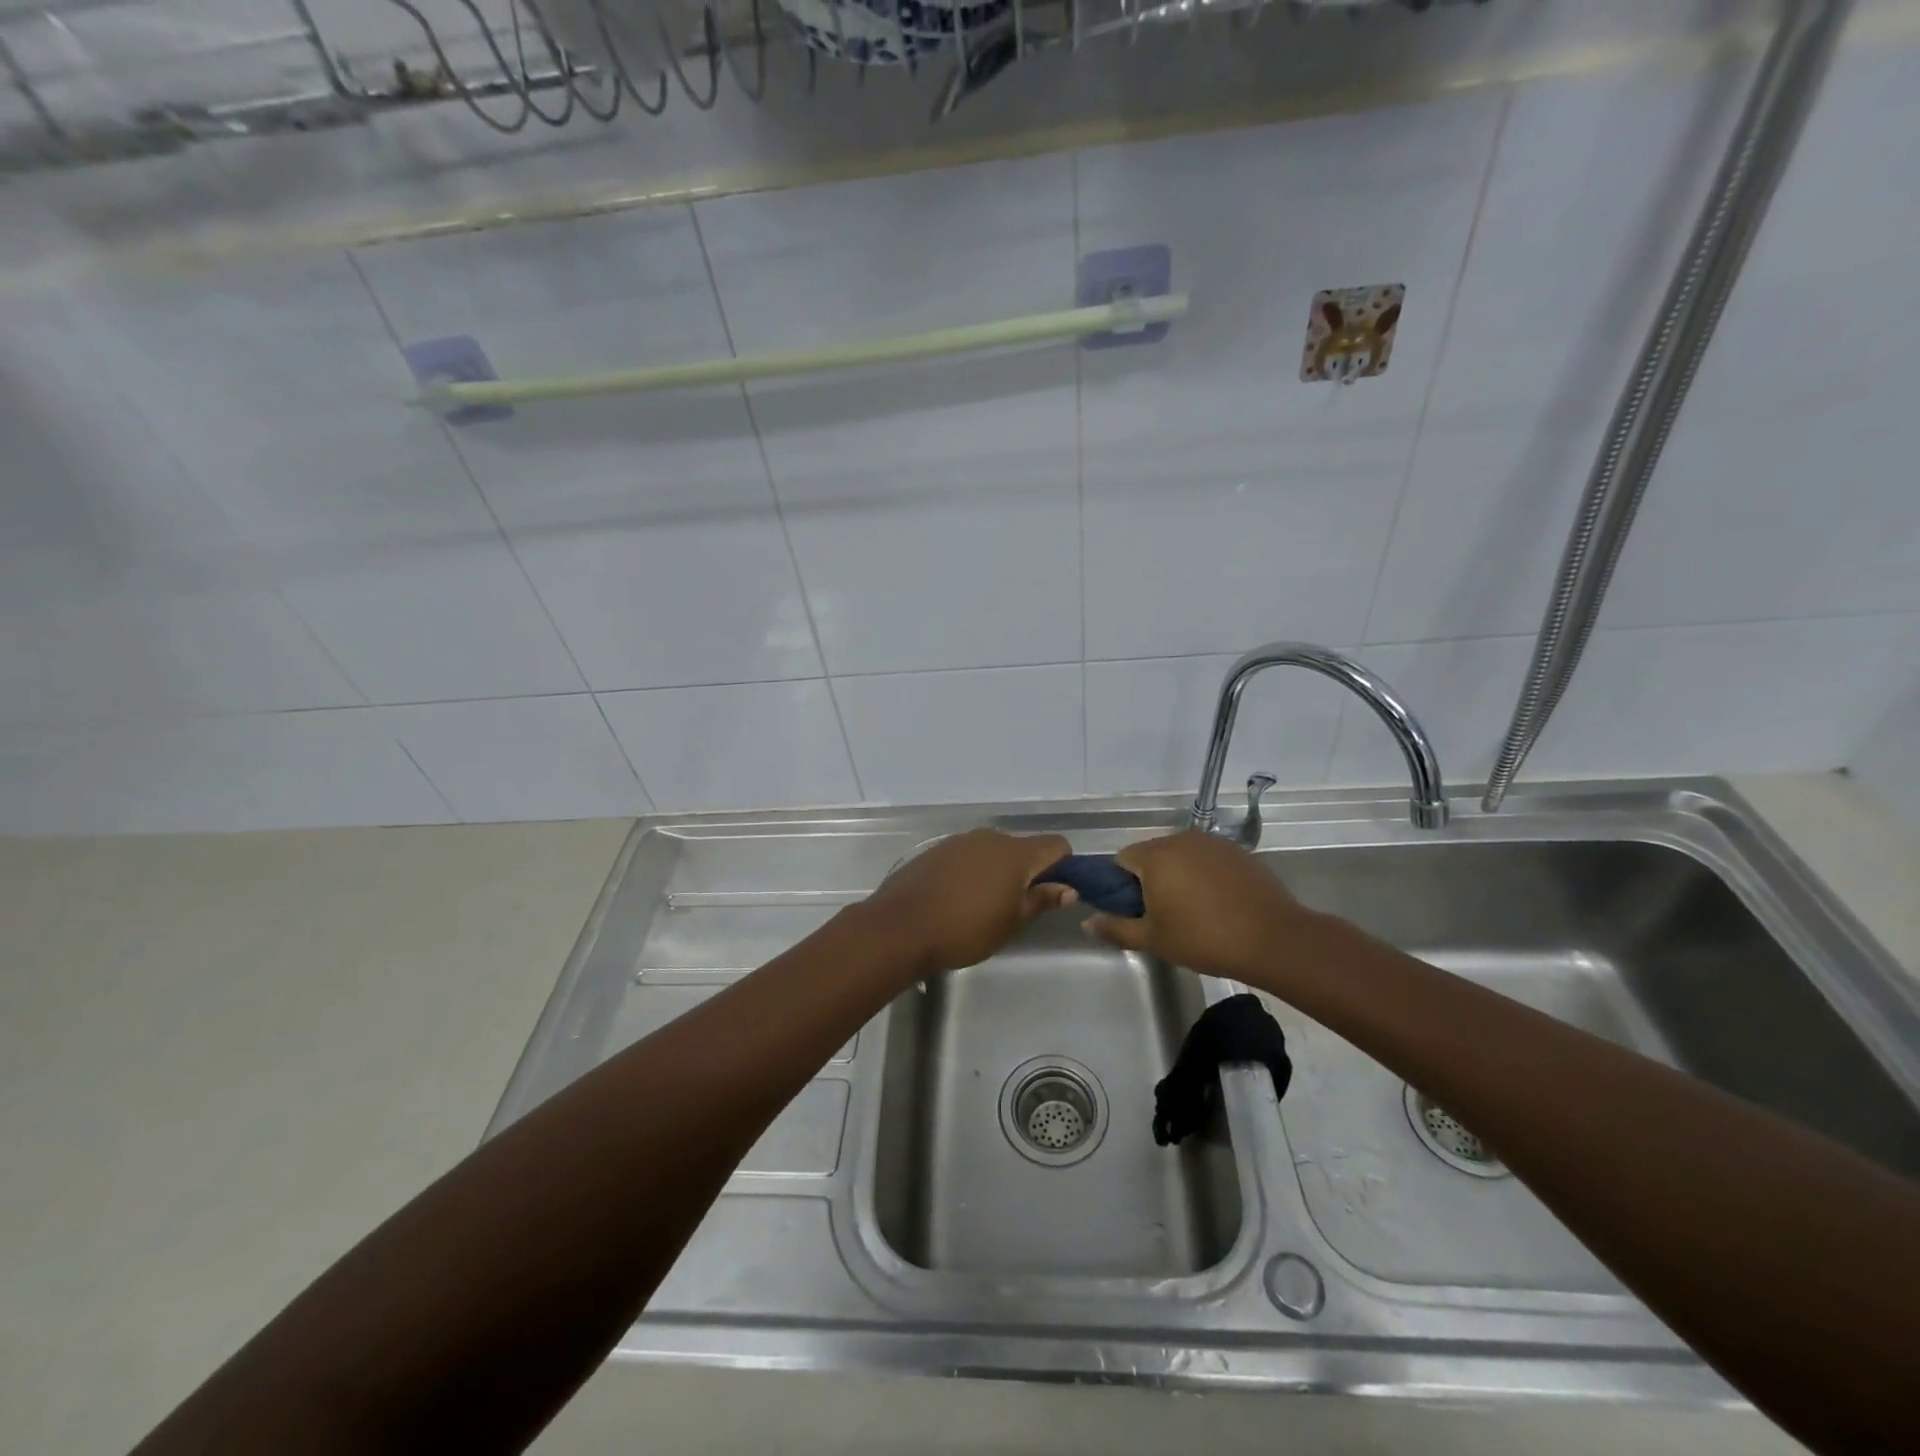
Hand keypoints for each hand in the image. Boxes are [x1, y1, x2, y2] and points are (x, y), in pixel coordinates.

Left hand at [862, 828, 1074, 975]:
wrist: (900, 927)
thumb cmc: (965, 929)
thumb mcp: (1012, 923)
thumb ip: (1041, 900)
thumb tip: (1068, 888)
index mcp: (1015, 852)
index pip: (1056, 844)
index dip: (1063, 866)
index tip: (1054, 893)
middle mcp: (990, 837)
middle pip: (1023, 846)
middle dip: (1028, 871)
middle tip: (1019, 906)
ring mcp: (959, 841)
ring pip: (993, 850)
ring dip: (998, 871)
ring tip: (985, 905)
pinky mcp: (936, 850)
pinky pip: (967, 855)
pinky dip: (972, 871)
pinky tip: (958, 898)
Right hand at [1082, 830, 1320, 985]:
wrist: (1274, 939)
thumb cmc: (1204, 939)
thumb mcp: (1154, 940)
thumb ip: (1116, 928)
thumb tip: (1086, 921)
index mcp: (1155, 856)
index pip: (1121, 859)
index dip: (1121, 886)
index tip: (1135, 911)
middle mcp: (1180, 839)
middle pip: (1150, 854)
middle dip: (1149, 879)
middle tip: (1162, 915)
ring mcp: (1212, 842)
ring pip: (1179, 855)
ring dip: (1176, 875)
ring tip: (1191, 910)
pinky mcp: (1236, 851)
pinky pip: (1205, 858)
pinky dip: (1202, 874)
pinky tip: (1217, 902)